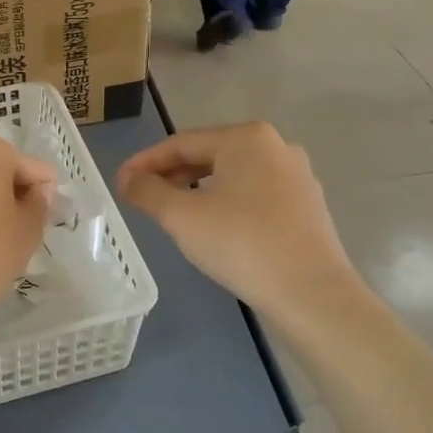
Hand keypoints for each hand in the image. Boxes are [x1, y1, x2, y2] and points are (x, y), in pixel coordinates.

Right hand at [117, 123, 357, 317]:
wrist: (311, 294)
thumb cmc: (241, 244)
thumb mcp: (181, 217)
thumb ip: (147, 192)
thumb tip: (127, 180)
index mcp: (246, 138)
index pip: (181, 143)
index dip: (145, 162)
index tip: (120, 183)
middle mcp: (276, 146)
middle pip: (209, 155)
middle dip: (172, 175)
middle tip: (142, 198)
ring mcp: (297, 176)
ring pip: (233, 175)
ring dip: (198, 189)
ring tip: (173, 213)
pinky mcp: (306, 206)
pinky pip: (255, 194)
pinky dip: (226, 203)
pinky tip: (215, 227)